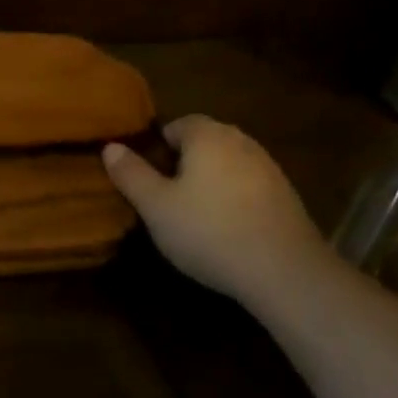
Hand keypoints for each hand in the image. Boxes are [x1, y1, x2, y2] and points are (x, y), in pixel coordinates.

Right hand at [103, 115, 330, 304]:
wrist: (284, 272)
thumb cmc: (209, 231)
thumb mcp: (155, 206)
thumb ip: (131, 174)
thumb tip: (110, 146)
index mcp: (207, 136)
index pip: (176, 125)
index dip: (156, 148)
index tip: (146, 178)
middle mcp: (241, 141)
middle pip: (203, 142)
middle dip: (182, 163)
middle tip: (164, 198)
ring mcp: (268, 167)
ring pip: (227, 164)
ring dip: (209, 181)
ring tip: (193, 216)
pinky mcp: (286, 195)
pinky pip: (247, 186)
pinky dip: (233, 198)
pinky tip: (225, 229)